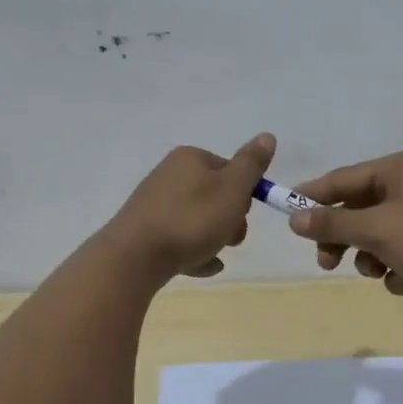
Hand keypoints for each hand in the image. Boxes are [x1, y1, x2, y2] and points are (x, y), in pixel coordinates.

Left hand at [105, 134, 275, 282]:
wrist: (135, 257)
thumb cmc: (191, 220)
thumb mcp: (232, 189)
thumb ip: (251, 164)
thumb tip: (267, 136)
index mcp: (189, 158)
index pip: (231, 170)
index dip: (244, 194)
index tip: (242, 215)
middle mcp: (170, 175)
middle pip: (215, 196)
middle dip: (229, 220)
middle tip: (229, 239)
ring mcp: (155, 204)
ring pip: (198, 220)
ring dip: (213, 239)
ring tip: (213, 256)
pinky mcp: (145, 231)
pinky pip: (180, 240)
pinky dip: (195, 253)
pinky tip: (202, 267)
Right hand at [288, 147, 402, 303]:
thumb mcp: (377, 230)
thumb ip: (333, 225)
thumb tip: (294, 219)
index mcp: (399, 167)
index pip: (343, 179)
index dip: (312, 198)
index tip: (287, 217)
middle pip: (361, 208)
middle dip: (344, 238)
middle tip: (328, 263)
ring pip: (382, 233)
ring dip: (373, 256)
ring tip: (380, 273)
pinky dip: (400, 267)